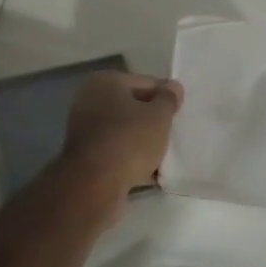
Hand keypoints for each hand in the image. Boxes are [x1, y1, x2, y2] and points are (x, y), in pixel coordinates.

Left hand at [63, 71, 182, 192]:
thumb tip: (173, 86)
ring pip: (124, 131)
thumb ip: (168, 99)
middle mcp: (90, 100)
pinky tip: (151, 173)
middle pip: (133, 107)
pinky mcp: (86, 156)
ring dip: (143, 142)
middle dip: (153, 121)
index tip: (181, 113)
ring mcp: (85, 129)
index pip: (146, 83)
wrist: (95, 184)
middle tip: (174, 134)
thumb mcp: (158, 116)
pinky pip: (116, 152)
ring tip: (165, 156)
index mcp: (106, 82)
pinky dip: (131, 159)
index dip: (166, 97)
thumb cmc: (129, 140)